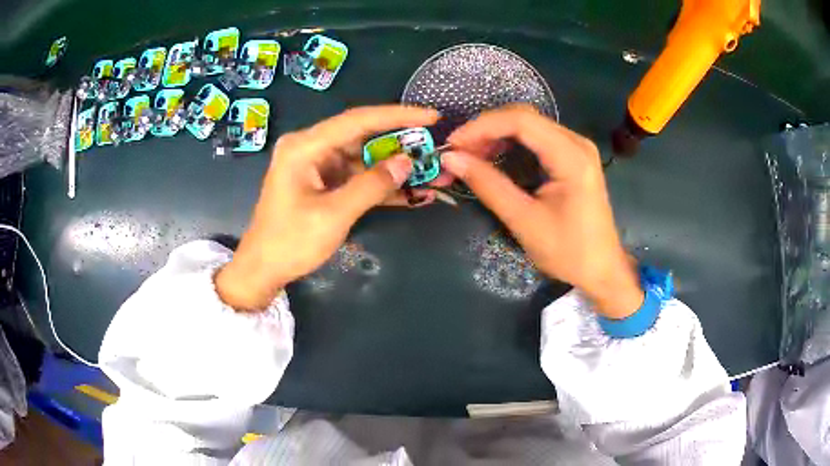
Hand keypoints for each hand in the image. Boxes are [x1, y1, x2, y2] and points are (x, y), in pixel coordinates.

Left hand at [216, 106, 440, 310]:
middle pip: (362, 136)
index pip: (358, 120)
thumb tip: (407, 162)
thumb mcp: (334, 215)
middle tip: (433, 144)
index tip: (431, 116)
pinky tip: (410, 191)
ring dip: (394, 167)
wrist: (263, 269)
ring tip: (430, 171)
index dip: (397, 116)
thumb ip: (372, 185)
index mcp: (305, 146)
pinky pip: (357, 176)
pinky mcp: (323, 182)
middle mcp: (311, 147)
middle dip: (399, 142)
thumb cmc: (290, 242)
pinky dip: (380, 184)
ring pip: (363, 157)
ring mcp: (317, 165)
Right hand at [442, 104, 642, 318]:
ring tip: (470, 154)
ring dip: (496, 135)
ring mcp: (576, 148)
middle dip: (486, 129)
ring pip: (529, 125)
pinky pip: (537, 138)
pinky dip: (511, 143)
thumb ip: (488, 185)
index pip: (521, 122)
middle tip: (458, 150)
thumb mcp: (524, 221)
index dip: (482, 127)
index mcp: (571, 156)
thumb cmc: (568, 251)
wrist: (602, 269)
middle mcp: (576, 142)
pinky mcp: (573, 157)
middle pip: (524, 117)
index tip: (453, 143)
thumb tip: (452, 159)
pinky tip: (493, 156)